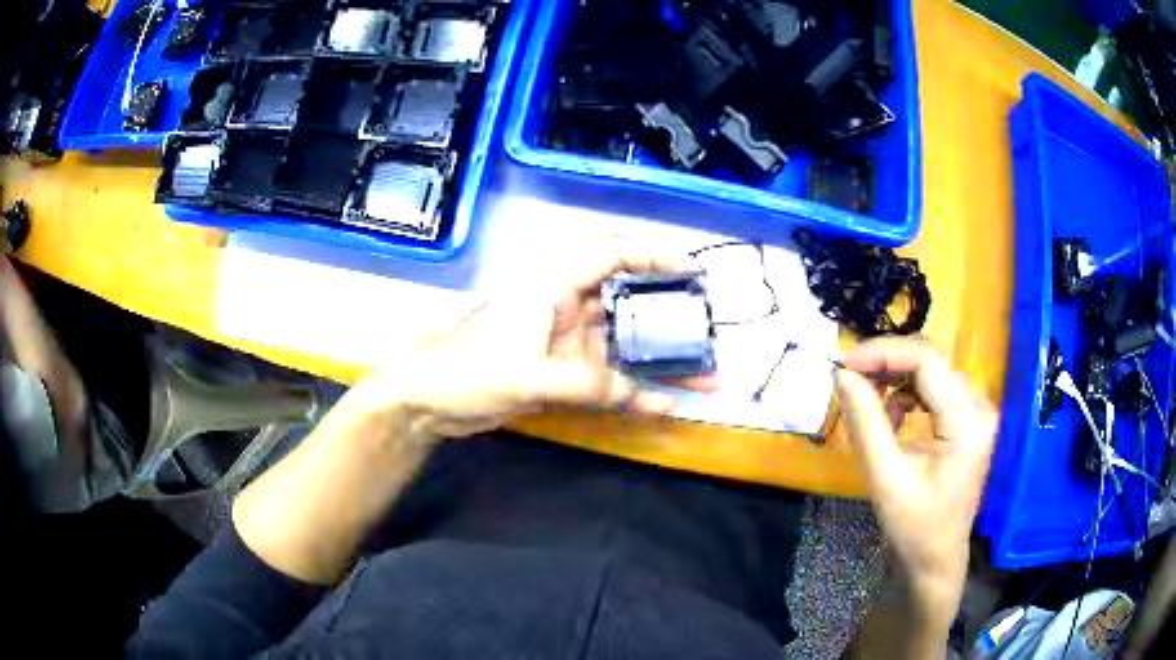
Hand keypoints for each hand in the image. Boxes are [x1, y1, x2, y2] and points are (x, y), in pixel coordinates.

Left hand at [352, 245, 718, 437]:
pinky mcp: (560, 375)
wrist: (424, 401)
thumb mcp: (527, 375)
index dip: (652, 256)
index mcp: (551, 289)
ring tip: (705, 376)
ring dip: (660, 362)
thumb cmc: (465, 371)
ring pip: (622, 347)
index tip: (691, 270)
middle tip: (709, 332)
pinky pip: (606, 380)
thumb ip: (587, 384)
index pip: (608, 256)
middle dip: (668, 318)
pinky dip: (633, 392)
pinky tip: (664, 404)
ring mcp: (564, 345)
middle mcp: (564, 309)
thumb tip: (648, 398)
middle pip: (627, 305)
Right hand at [835, 338, 996, 629]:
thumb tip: (842, 375)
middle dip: (886, 362)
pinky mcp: (969, 419)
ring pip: (931, 370)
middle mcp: (979, 406)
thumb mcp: (885, 478)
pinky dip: (907, 393)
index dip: (882, 353)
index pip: (926, 361)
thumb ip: (865, 422)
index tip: (843, 364)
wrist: (936, 559)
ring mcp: (977, 411)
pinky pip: (935, 387)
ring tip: (867, 401)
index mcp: (967, 421)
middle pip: (930, 360)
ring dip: (895, 377)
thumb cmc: (913, 527)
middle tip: (848, 378)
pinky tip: (893, 417)